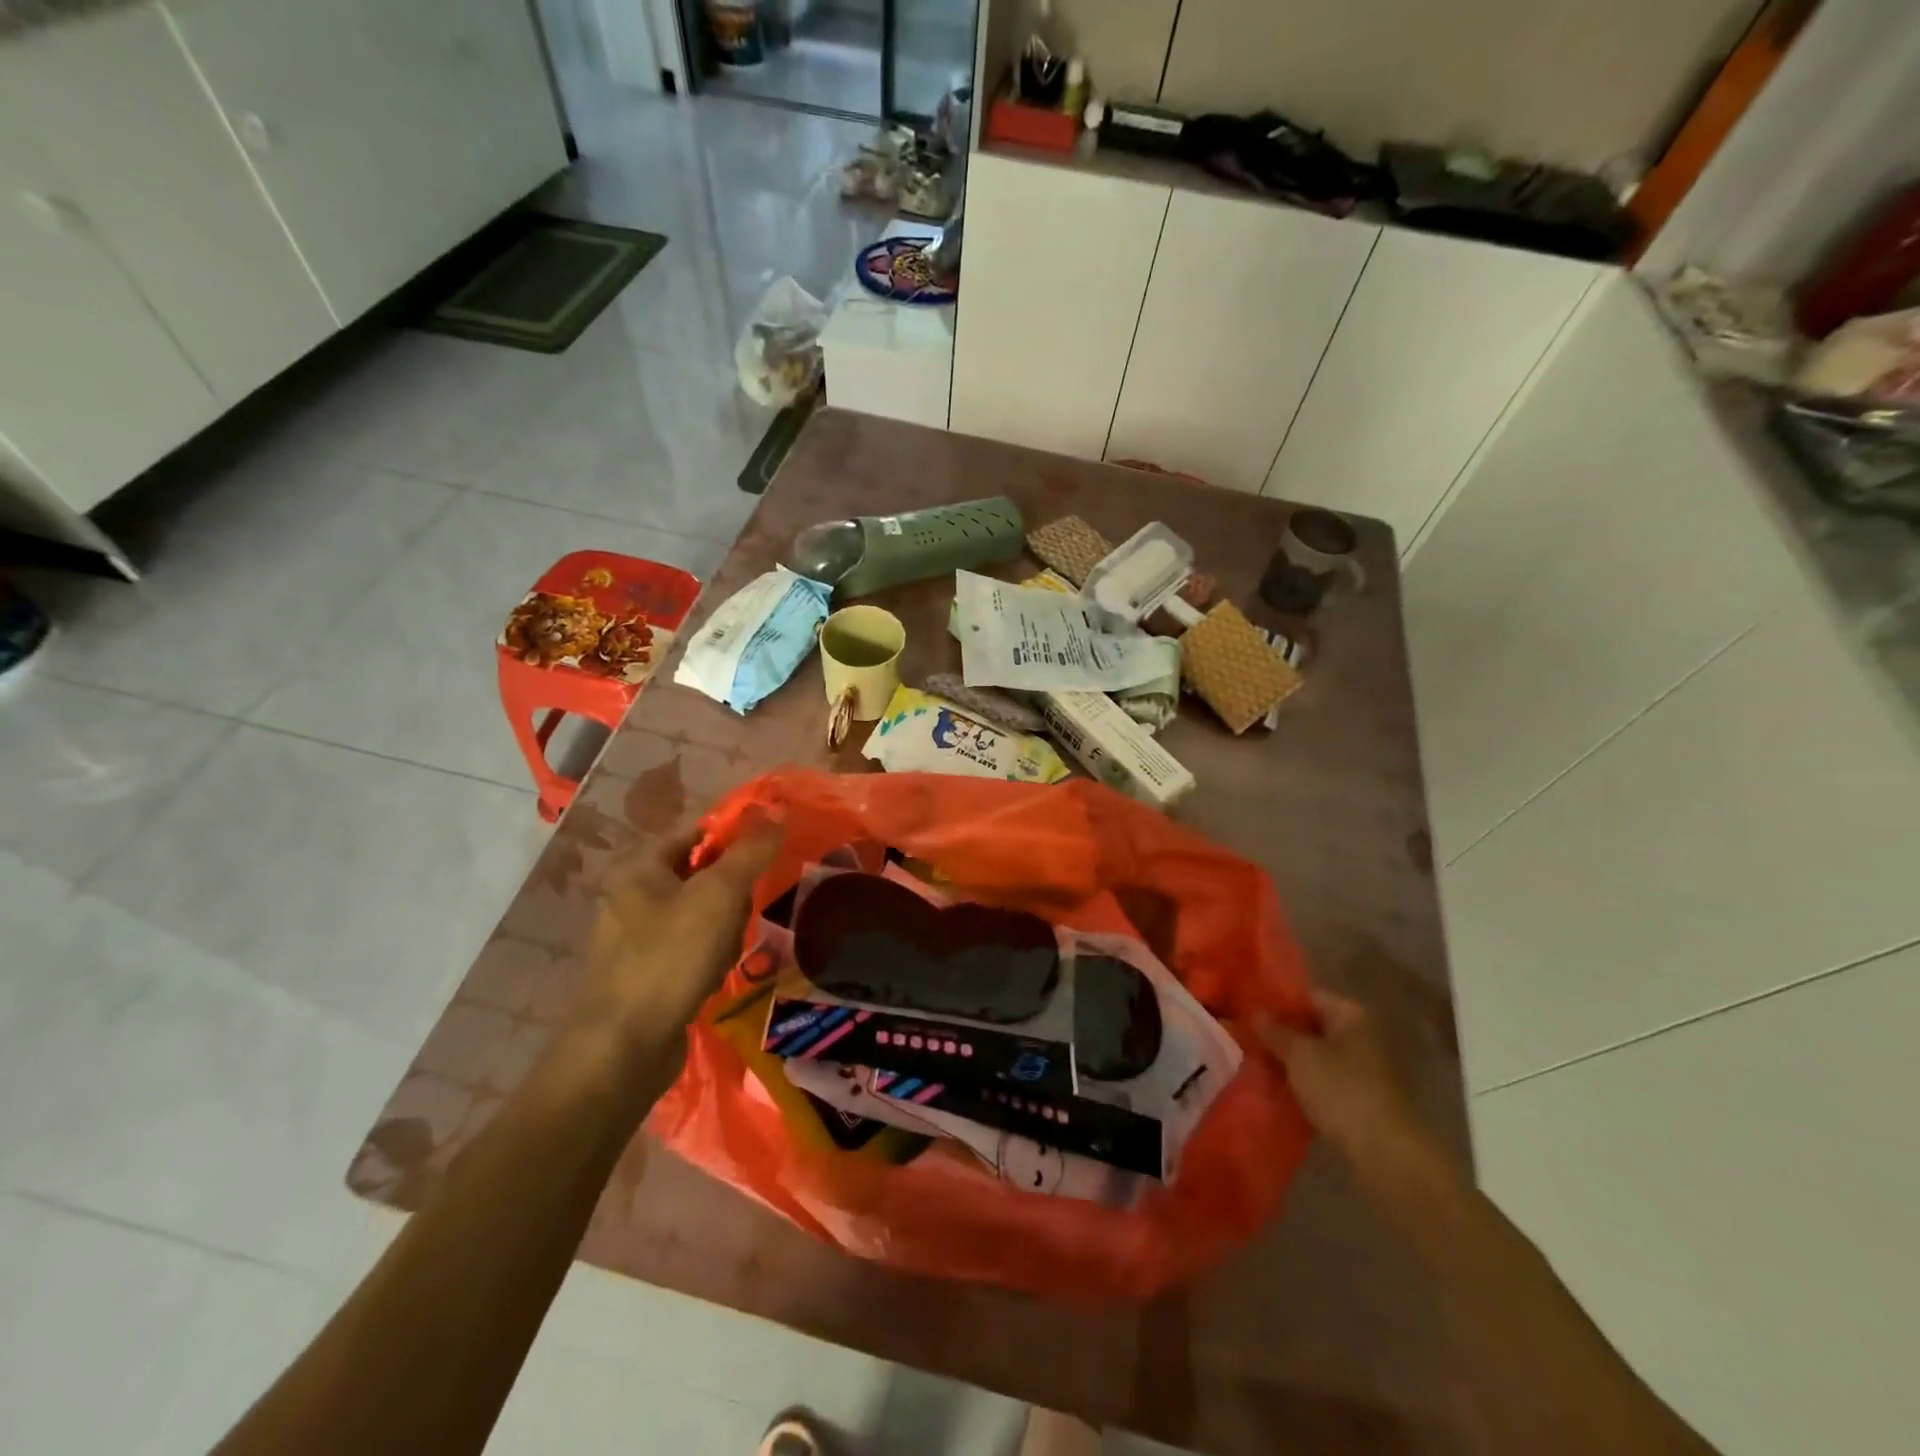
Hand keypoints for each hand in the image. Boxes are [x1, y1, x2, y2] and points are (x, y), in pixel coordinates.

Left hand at [575, 815, 782, 1075]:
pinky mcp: (647, 972)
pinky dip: (708, 958)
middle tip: (738, 915)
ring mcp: (637, 937)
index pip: (696, 830)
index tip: (768, 852)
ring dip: (724, 930)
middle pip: (703, 873)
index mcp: (638, 866)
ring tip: (723, 954)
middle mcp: (631, 895)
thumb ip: (750, 850)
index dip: (735, 835)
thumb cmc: (669, 957)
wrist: (624, 1048)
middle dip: (731, 895)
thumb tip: (778, 809)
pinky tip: (710, 978)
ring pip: (703, 913)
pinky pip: (692, 947)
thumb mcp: (719, 894)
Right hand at [1259, 990, 1449, 1179]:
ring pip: (1314, 1056)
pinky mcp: (1359, 1098)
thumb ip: (1274, 1031)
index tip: (1244, 1010)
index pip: (1305, 996)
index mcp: (1349, 1014)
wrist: (1387, 1154)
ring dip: (1287, 1061)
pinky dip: (1301, 1083)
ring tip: (1252, 1064)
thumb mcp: (1299, 1055)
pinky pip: (1322, 1081)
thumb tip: (1254, 1012)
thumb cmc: (1342, 1090)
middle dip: (1278, 1034)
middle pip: (1310, 1026)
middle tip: (1243, 1038)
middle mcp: (1359, 1035)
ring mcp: (1362, 1068)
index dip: (1274, 1002)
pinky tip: (1275, 1089)